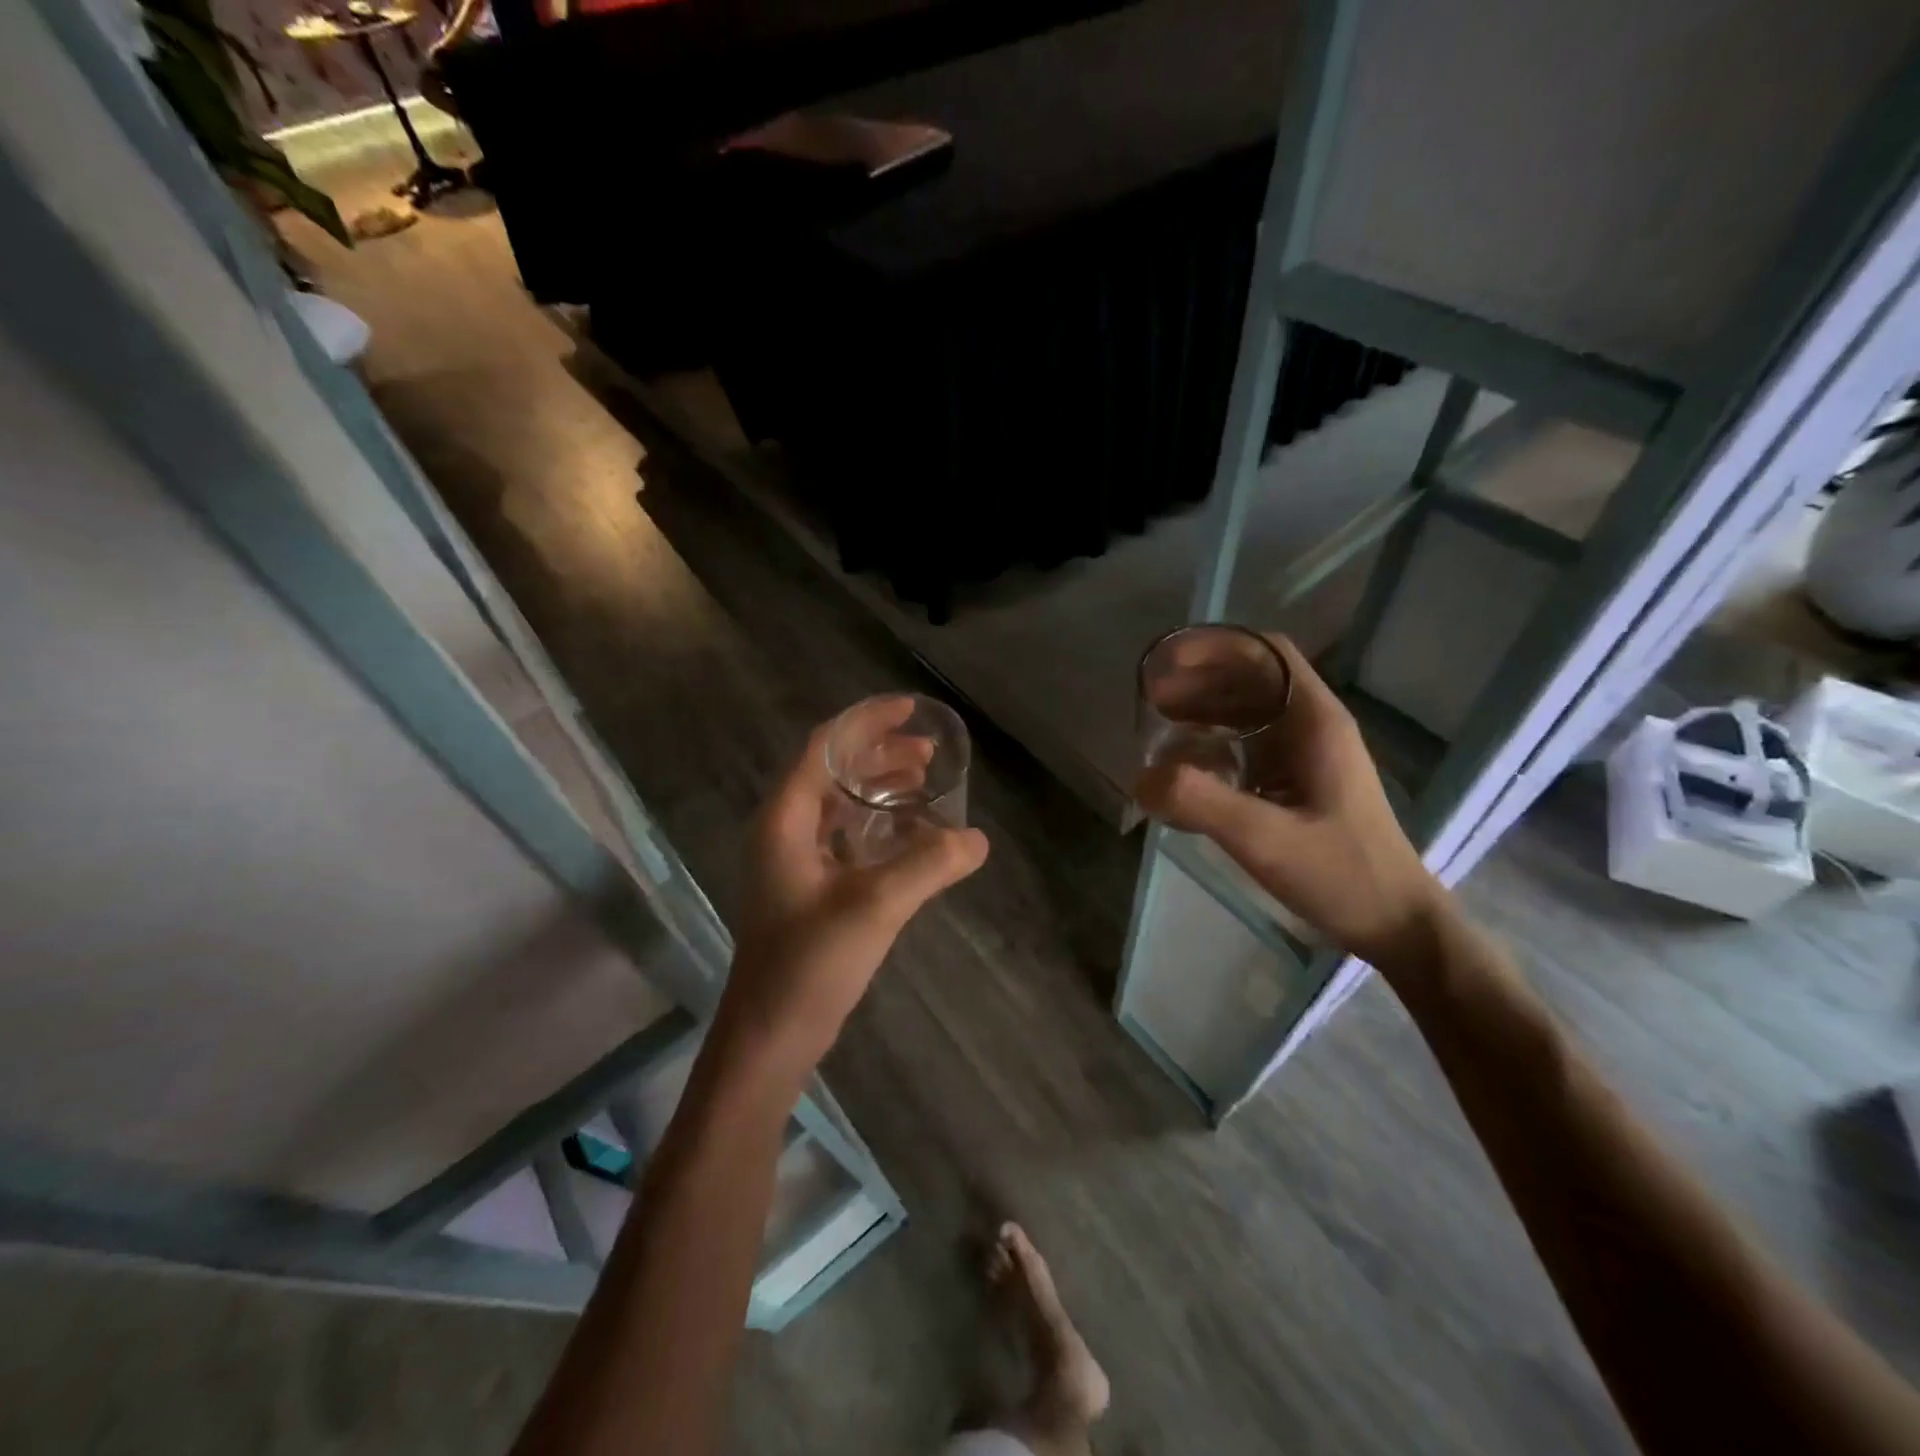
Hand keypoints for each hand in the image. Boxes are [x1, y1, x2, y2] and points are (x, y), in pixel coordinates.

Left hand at [721, 701, 988, 1069]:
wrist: (771, 1035)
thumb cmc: (809, 962)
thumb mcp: (875, 905)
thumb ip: (928, 865)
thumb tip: (977, 838)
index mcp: (785, 818)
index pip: (824, 746)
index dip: (867, 721)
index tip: (911, 709)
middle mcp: (785, 829)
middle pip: (833, 770)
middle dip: (880, 753)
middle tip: (929, 752)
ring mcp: (795, 860)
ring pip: (841, 803)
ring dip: (880, 786)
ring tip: (926, 782)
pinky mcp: (809, 887)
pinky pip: (846, 835)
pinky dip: (879, 823)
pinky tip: (912, 834)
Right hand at [1134, 634, 1443, 966]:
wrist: (1395, 925)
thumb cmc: (1341, 874)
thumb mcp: (1265, 839)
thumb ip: (1200, 803)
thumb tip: (1141, 777)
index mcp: (1316, 722)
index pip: (1266, 654)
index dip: (1215, 648)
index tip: (1168, 665)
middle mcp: (1313, 727)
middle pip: (1251, 679)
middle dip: (1199, 681)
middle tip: (1151, 702)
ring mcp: (1307, 756)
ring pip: (1249, 713)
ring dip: (1205, 712)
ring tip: (1160, 729)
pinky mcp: (1299, 783)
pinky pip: (1249, 746)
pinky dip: (1214, 745)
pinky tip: (1188, 770)